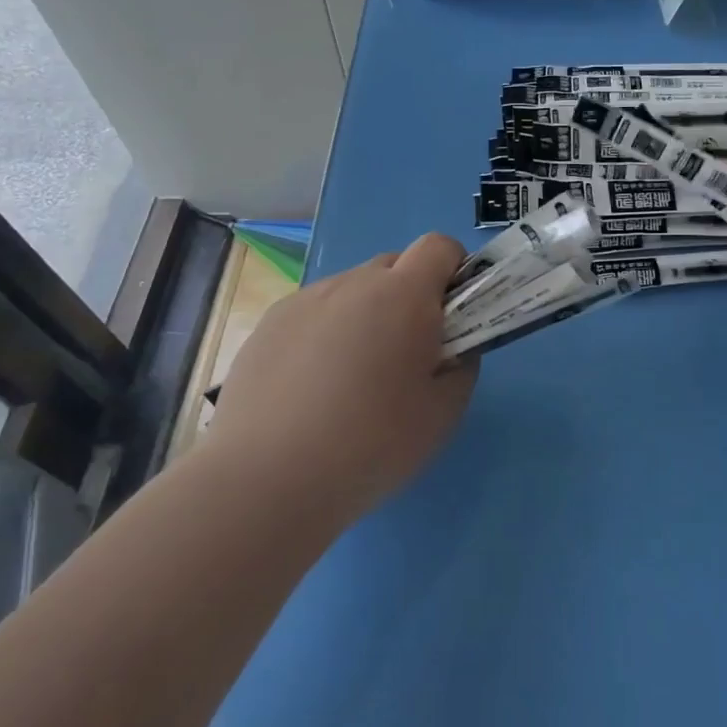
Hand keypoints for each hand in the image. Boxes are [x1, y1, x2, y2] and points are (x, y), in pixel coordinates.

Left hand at [209, 233, 478, 527]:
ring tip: (351, 381)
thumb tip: (450, 350)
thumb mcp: (443, 413)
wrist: (266, 480)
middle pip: (393, 266)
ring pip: (351, 291)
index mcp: (403, 295)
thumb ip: (461, 367)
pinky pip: (313, 314)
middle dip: (409, 297)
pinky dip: (324, 336)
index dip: (453, 271)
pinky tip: (311, 390)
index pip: (439, 246)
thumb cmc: (372, 443)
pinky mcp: (268, 325)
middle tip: (405, 355)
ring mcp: (304, 301)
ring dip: (365, 316)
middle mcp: (353, 283)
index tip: (452, 314)